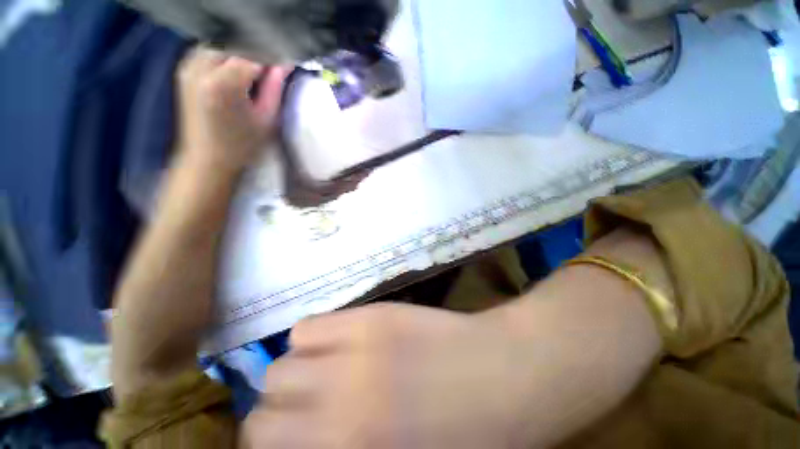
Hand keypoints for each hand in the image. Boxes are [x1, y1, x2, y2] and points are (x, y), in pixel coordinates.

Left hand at [175, 47, 287, 173]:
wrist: (207, 159)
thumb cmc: (242, 146)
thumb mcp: (267, 120)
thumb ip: (275, 90)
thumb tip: (284, 67)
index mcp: (223, 84)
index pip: (253, 59)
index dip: (270, 65)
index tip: (282, 73)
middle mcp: (201, 69)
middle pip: (235, 51)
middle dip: (254, 60)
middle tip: (268, 77)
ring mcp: (188, 69)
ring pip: (220, 50)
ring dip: (238, 58)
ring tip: (250, 76)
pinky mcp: (183, 73)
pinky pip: (205, 54)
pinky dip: (221, 59)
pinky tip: (231, 73)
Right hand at [242, 304, 535, 448]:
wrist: (503, 375)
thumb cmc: (462, 436)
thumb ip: (339, 448)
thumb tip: (307, 436)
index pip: (261, 443)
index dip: (268, 442)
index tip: (286, 438)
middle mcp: (337, 402)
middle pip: (267, 400)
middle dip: (277, 407)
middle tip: (303, 406)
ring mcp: (354, 350)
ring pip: (283, 360)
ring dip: (295, 369)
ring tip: (322, 369)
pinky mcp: (371, 317)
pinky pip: (311, 326)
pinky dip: (314, 337)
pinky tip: (336, 341)